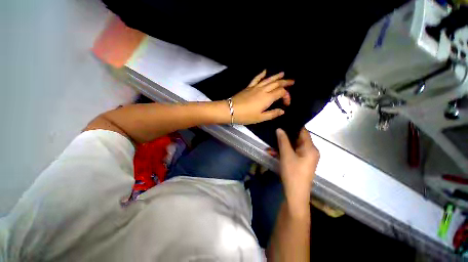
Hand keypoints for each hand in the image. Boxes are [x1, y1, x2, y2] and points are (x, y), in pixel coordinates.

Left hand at [230, 70, 293, 124]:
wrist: (231, 109)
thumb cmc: (246, 116)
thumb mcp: (261, 118)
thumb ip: (272, 114)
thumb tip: (282, 111)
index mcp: (268, 98)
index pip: (281, 92)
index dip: (287, 96)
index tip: (286, 104)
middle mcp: (263, 90)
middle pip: (276, 83)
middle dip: (285, 82)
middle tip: (292, 81)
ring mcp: (255, 87)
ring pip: (268, 79)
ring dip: (276, 76)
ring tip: (283, 73)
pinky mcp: (249, 87)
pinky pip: (256, 78)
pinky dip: (261, 74)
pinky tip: (265, 71)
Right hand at [276, 127, 319, 215]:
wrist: (295, 194)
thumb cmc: (293, 173)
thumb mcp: (286, 155)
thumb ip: (283, 141)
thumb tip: (279, 129)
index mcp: (311, 148)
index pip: (303, 132)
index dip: (294, 126)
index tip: (283, 121)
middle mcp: (310, 151)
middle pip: (298, 139)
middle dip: (286, 136)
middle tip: (275, 130)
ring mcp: (305, 158)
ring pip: (294, 146)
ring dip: (283, 144)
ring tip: (272, 141)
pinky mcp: (300, 162)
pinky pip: (292, 153)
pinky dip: (284, 151)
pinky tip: (274, 151)